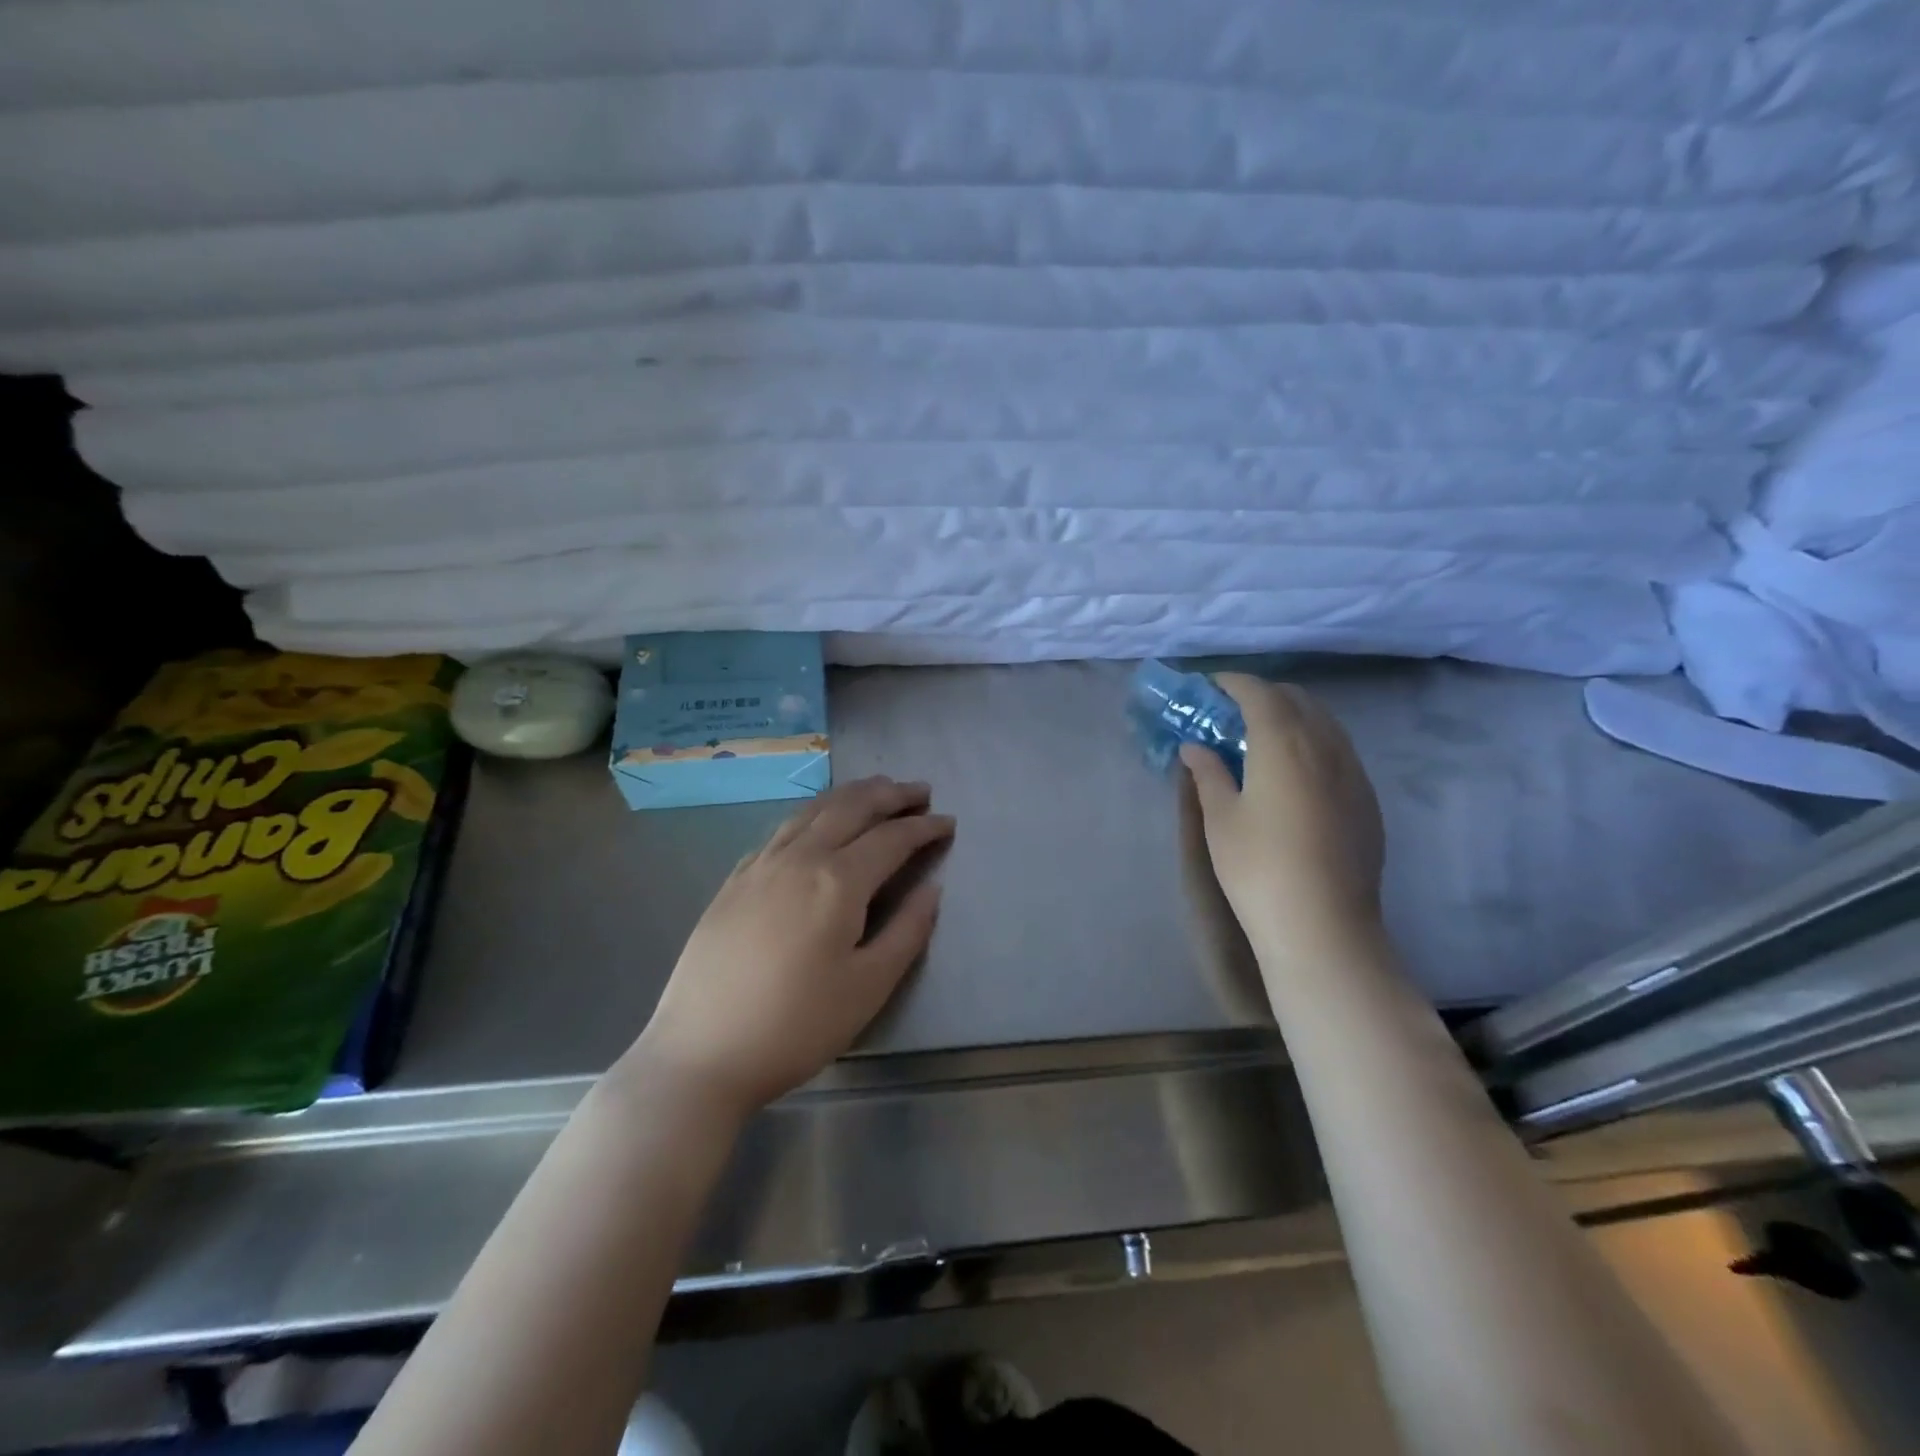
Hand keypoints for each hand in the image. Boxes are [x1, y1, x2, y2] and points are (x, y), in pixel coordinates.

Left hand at [628, 777, 953, 1117]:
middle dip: (890, 794)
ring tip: (876, 790)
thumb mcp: (868, 987)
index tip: (948, 822)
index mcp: (838, 881)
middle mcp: (800, 858)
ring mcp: (761, 865)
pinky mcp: (735, 879)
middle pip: (851, 808)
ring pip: (813, 810)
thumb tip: (932, 889)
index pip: (891, 838)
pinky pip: (782, 828)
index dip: (924, 827)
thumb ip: (907, 931)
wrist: (701, 1052)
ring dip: (851, 794)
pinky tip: (816, 822)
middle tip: (919, 790)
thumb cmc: (796, 1026)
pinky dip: (812, 813)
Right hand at [1179, 675, 1385, 972]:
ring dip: (1292, 716)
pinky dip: (1314, 742)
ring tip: (1263, 738)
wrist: (1323, 925)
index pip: (1259, 693)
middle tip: (1233, 712)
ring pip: (1324, 723)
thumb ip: (1208, 773)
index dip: (1233, 682)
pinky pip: (1340, 751)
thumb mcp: (1221, 818)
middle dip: (1264, 695)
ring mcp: (1353, 772)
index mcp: (1283, 743)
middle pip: (1297, 700)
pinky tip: (1296, 773)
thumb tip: (1194, 747)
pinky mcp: (1367, 800)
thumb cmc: (1258, 867)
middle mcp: (1325, 746)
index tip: (1211, 686)